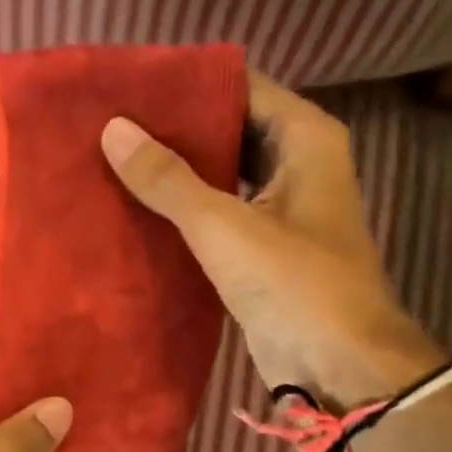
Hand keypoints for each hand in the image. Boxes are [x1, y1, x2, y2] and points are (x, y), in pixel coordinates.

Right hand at [101, 70, 443, 409]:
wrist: (340, 367)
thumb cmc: (296, 286)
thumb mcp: (226, 227)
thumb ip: (169, 179)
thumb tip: (114, 130)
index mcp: (304, 139)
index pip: (239, 87)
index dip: (186, 84)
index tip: (129, 86)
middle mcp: (297, 163)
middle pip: (229, 128)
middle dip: (174, 129)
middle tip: (111, 124)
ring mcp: (281, 208)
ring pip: (222, 173)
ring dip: (177, 171)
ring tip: (115, 160)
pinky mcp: (263, 248)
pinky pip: (218, 214)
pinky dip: (185, 211)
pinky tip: (138, 208)